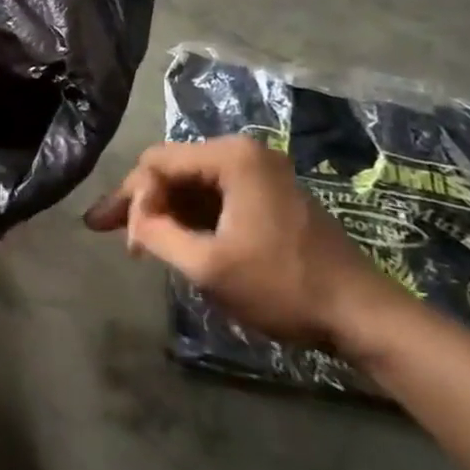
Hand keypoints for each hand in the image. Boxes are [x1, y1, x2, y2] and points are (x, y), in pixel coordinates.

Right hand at [84, 136, 393, 345]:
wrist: (364, 317)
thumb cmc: (283, 287)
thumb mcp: (208, 266)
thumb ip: (156, 234)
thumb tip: (131, 219)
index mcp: (231, 157)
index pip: (157, 162)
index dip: (133, 198)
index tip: (127, 241)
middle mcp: (243, 152)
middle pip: (171, 168)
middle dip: (140, 202)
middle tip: (105, 230)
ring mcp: (259, 172)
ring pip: (189, 183)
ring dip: (162, 210)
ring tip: (134, 240)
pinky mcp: (267, 194)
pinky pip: (213, 196)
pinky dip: (188, 216)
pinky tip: (170, 238)